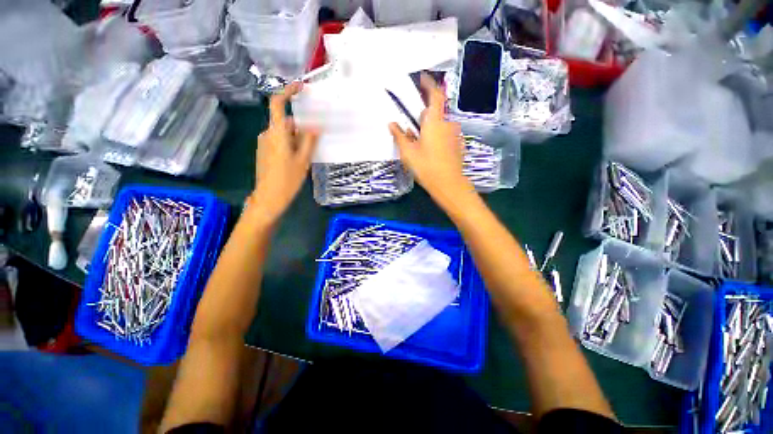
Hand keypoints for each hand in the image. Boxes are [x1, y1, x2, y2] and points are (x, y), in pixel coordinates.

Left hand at [250, 82, 318, 223]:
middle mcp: (267, 134)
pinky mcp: (264, 152)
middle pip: (285, 122)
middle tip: (314, 140)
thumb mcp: (303, 160)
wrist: (269, 198)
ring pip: (283, 133)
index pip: (277, 104)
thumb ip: (309, 141)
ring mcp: (264, 143)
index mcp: (276, 133)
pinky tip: (298, 159)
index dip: (287, 92)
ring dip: (296, 138)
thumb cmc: (287, 179)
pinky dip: (290, 144)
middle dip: (300, 127)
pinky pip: (279, 141)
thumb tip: (316, 126)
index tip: (300, 87)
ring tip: (307, 154)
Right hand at [388, 74, 473, 199]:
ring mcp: (454, 134)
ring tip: (419, 142)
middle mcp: (447, 124)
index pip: (434, 94)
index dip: (429, 84)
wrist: (449, 184)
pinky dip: (436, 136)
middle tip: (412, 126)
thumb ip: (399, 136)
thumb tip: (392, 124)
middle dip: (423, 116)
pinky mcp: (457, 144)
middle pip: (435, 112)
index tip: (422, 78)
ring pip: (440, 125)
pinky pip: (445, 134)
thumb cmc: (426, 167)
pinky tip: (430, 151)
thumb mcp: (408, 153)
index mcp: (435, 121)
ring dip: (429, 128)